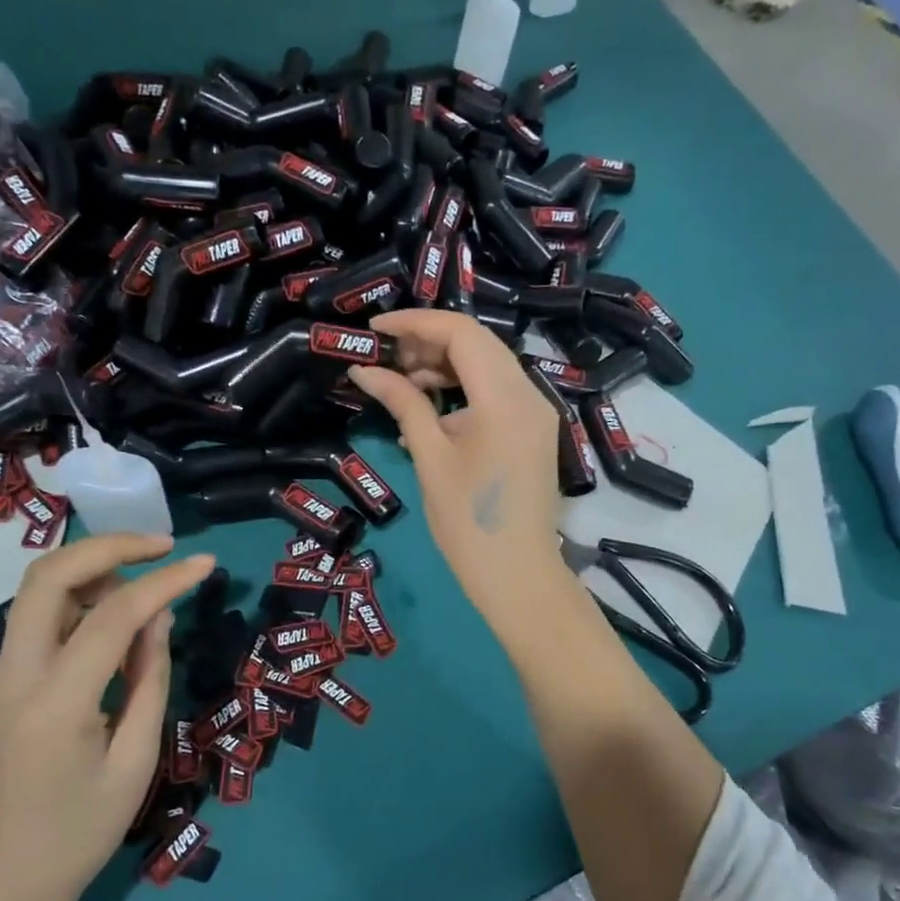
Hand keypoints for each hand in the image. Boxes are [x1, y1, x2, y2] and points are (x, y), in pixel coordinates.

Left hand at [0, 534, 216, 900]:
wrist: (9, 876)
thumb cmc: (83, 830)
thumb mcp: (137, 760)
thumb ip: (150, 678)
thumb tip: (160, 615)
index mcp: (54, 704)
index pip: (110, 616)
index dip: (163, 582)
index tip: (205, 564)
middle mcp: (14, 675)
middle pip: (48, 575)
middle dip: (109, 546)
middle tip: (163, 547)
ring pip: (37, 588)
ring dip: (93, 568)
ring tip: (148, 580)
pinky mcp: (2, 678)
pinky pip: (39, 615)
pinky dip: (80, 595)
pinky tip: (118, 614)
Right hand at [349, 310, 565, 619]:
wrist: (518, 577)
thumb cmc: (469, 523)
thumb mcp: (431, 458)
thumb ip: (403, 404)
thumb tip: (363, 370)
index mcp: (505, 398)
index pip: (461, 333)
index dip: (414, 323)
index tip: (374, 330)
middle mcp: (529, 395)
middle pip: (477, 344)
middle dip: (428, 342)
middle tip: (384, 358)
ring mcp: (536, 414)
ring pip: (487, 367)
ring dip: (444, 367)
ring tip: (400, 386)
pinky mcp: (533, 432)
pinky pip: (495, 395)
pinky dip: (461, 394)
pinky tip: (427, 415)